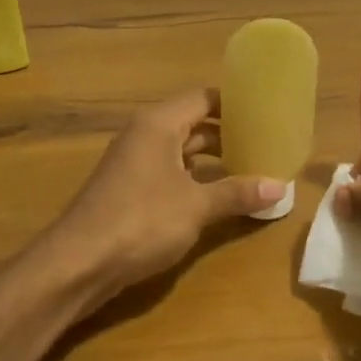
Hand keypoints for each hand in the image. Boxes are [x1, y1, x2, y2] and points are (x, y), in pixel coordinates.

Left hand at [52, 89, 284, 306]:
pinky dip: (195, 178)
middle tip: (267, 143)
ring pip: (182, 151)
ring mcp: (134, 163)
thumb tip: (280, 186)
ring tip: (251, 168)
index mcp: (158, 124)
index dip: (235, 103)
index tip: (267, 111)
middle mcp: (144, 135)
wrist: (79, 262)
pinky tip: (218, 196)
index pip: (203, 98)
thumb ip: (237, 193)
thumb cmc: (141, 221)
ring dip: (213, 159)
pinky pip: (170, 172)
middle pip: (193, 123)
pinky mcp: (129, 189)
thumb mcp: (196, 206)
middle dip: (228, 134)